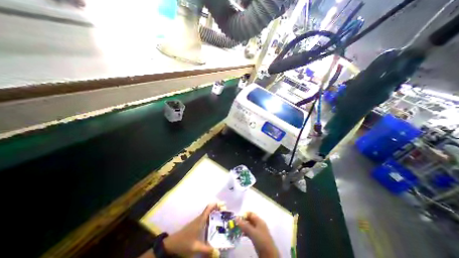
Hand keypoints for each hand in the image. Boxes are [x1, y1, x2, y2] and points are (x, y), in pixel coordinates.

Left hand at [163, 204, 218, 255]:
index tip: (223, 205)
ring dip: (215, 212)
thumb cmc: (184, 243)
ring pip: (208, 213)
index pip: (208, 208)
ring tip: (223, 216)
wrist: (173, 243)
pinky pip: (206, 217)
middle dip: (218, 208)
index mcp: (201, 220)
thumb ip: (207, 250)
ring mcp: (198, 221)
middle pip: (210, 209)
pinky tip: (214, 223)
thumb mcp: (196, 248)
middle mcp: (200, 218)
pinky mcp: (197, 224)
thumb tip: (218, 253)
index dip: (216, 204)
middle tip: (226, 211)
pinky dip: (211, 216)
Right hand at [235, 212, 277, 256]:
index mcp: (259, 220)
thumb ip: (244, 225)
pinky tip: (241, 235)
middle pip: (249, 219)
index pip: (250, 214)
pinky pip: (250, 232)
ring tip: (237, 230)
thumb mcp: (252, 232)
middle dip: (243, 221)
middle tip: (236, 225)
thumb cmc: (261, 240)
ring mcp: (258, 231)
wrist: (269, 254)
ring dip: (243, 227)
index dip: (244, 215)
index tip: (238, 219)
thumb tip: (236, 217)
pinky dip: (245, 232)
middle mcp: (258, 224)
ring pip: (249, 226)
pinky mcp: (257, 237)